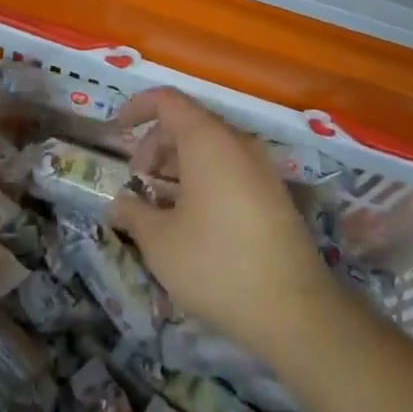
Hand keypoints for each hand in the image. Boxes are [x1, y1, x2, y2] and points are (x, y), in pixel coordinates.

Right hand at [111, 88, 338, 359]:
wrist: (295, 311)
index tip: (117, 130)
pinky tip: (192, 221)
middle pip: (188, 123)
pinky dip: (203, 180)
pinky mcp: (274, 195)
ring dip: (178, 166)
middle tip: (138, 182)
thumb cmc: (216, 264)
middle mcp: (237, 143)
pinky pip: (230, 169)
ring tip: (161, 205)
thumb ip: (133, 213)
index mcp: (207, 140)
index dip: (138, 108)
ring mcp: (261, 168)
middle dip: (155, 145)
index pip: (168, 100)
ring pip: (210, 149)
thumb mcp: (159, 242)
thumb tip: (119, 204)